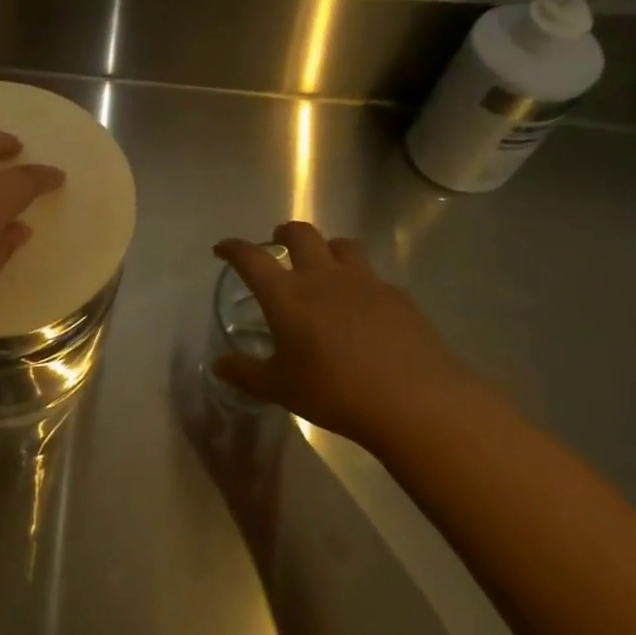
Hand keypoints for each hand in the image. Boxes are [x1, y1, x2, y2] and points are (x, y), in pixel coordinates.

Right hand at [212, 220, 496, 452]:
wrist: (416, 401)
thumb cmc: (334, 391)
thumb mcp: (279, 388)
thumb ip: (245, 373)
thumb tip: (219, 365)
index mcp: (286, 294)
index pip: (250, 257)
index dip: (233, 248)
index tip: (222, 249)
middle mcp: (322, 277)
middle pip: (301, 234)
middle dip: (284, 233)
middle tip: (277, 243)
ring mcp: (365, 282)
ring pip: (342, 245)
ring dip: (327, 248)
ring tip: (323, 265)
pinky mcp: (398, 297)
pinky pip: (373, 276)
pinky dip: (360, 281)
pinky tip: (363, 307)